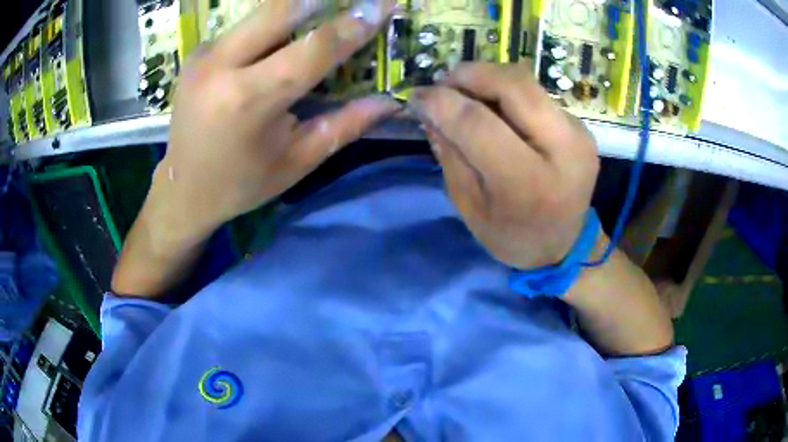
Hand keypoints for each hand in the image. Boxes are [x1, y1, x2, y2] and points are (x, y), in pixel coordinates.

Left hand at [149, 0, 398, 240]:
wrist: (183, 190)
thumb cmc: (241, 183)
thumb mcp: (296, 161)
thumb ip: (344, 126)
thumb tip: (389, 101)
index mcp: (250, 99)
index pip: (315, 47)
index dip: (355, 23)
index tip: (383, 6)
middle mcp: (221, 66)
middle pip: (282, 8)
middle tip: (353, 1)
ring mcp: (203, 55)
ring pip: (261, 12)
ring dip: (297, 9)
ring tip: (323, 14)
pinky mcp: (196, 53)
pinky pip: (244, 26)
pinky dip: (271, 24)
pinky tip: (281, 37)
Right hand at [412, 63, 599, 268]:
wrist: (565, 246)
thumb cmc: (513, 236)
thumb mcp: (470, 207)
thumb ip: (451, 154)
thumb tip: (431, 108)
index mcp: (529, 184)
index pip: (479, 124)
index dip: (442, 102)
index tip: (416, 97)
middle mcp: (563, 150)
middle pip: (513, 84)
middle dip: (470, 74)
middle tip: (444, 84)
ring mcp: (578, 134)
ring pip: (527, 81)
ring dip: (488, 79)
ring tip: (465, 93)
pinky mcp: (581, 127)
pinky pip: (537, 95)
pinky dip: (507, 93)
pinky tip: (495, 109)